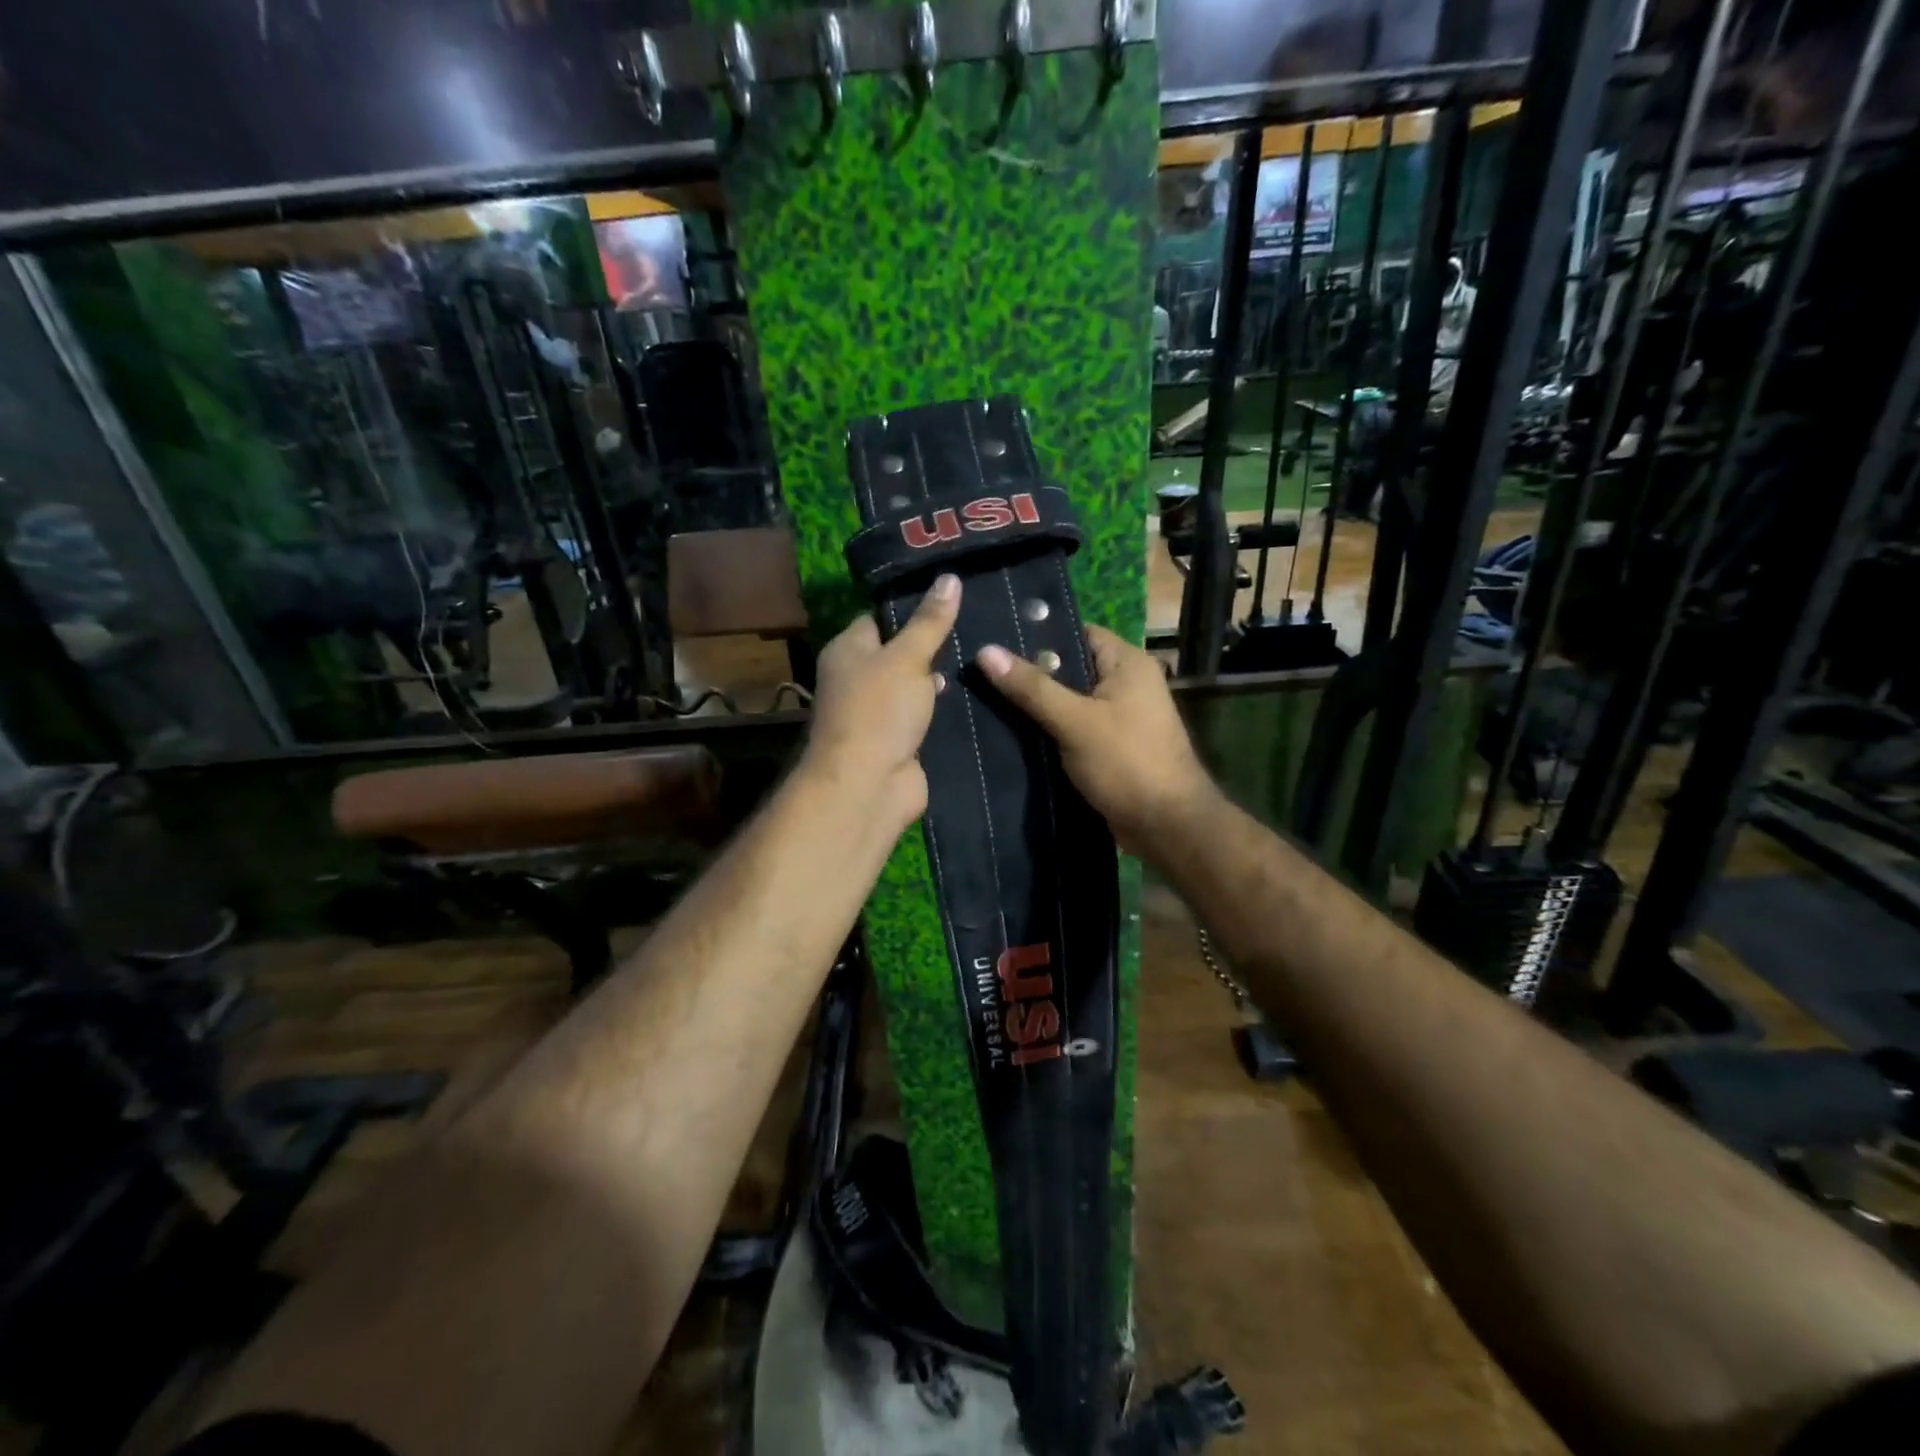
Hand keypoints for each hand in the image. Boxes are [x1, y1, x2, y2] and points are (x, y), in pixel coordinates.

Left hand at [799, 574, 960, 836]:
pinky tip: (980, 695)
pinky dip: (945, 710)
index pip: (880, 617)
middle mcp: (859, 678)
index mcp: (848, 650)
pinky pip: (926, 716)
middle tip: (980, 625)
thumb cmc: (879, 710)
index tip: (953, 597)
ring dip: (942, 680)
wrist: (868, 785)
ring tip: (986, 657)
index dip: (913, 607)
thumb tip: (950, 578)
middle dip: (935, 645)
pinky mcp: (900, 740)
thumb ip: (930, 621)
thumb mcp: (907, 657)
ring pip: (916, 687)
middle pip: (901, 652)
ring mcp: (879, 712)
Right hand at [976, 626, 1215, 858]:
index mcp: (1127, 663)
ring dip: (1037, 706)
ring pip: (1069, 701)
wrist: (1166, 827)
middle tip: (982, 674)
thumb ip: (1031, 687)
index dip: (1037, 636)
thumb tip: (985, 651)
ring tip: (986, 700)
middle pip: (1070, 668)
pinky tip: (1012, 734)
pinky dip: (1049, 731)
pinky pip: (1073, 728)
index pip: (1076, 633)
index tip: (995, 642)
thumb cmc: (1126, 763)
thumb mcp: (1075, 721)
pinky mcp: (1111, 747)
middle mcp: (1127, 683)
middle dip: (1030, 674)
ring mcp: (1120, 717)